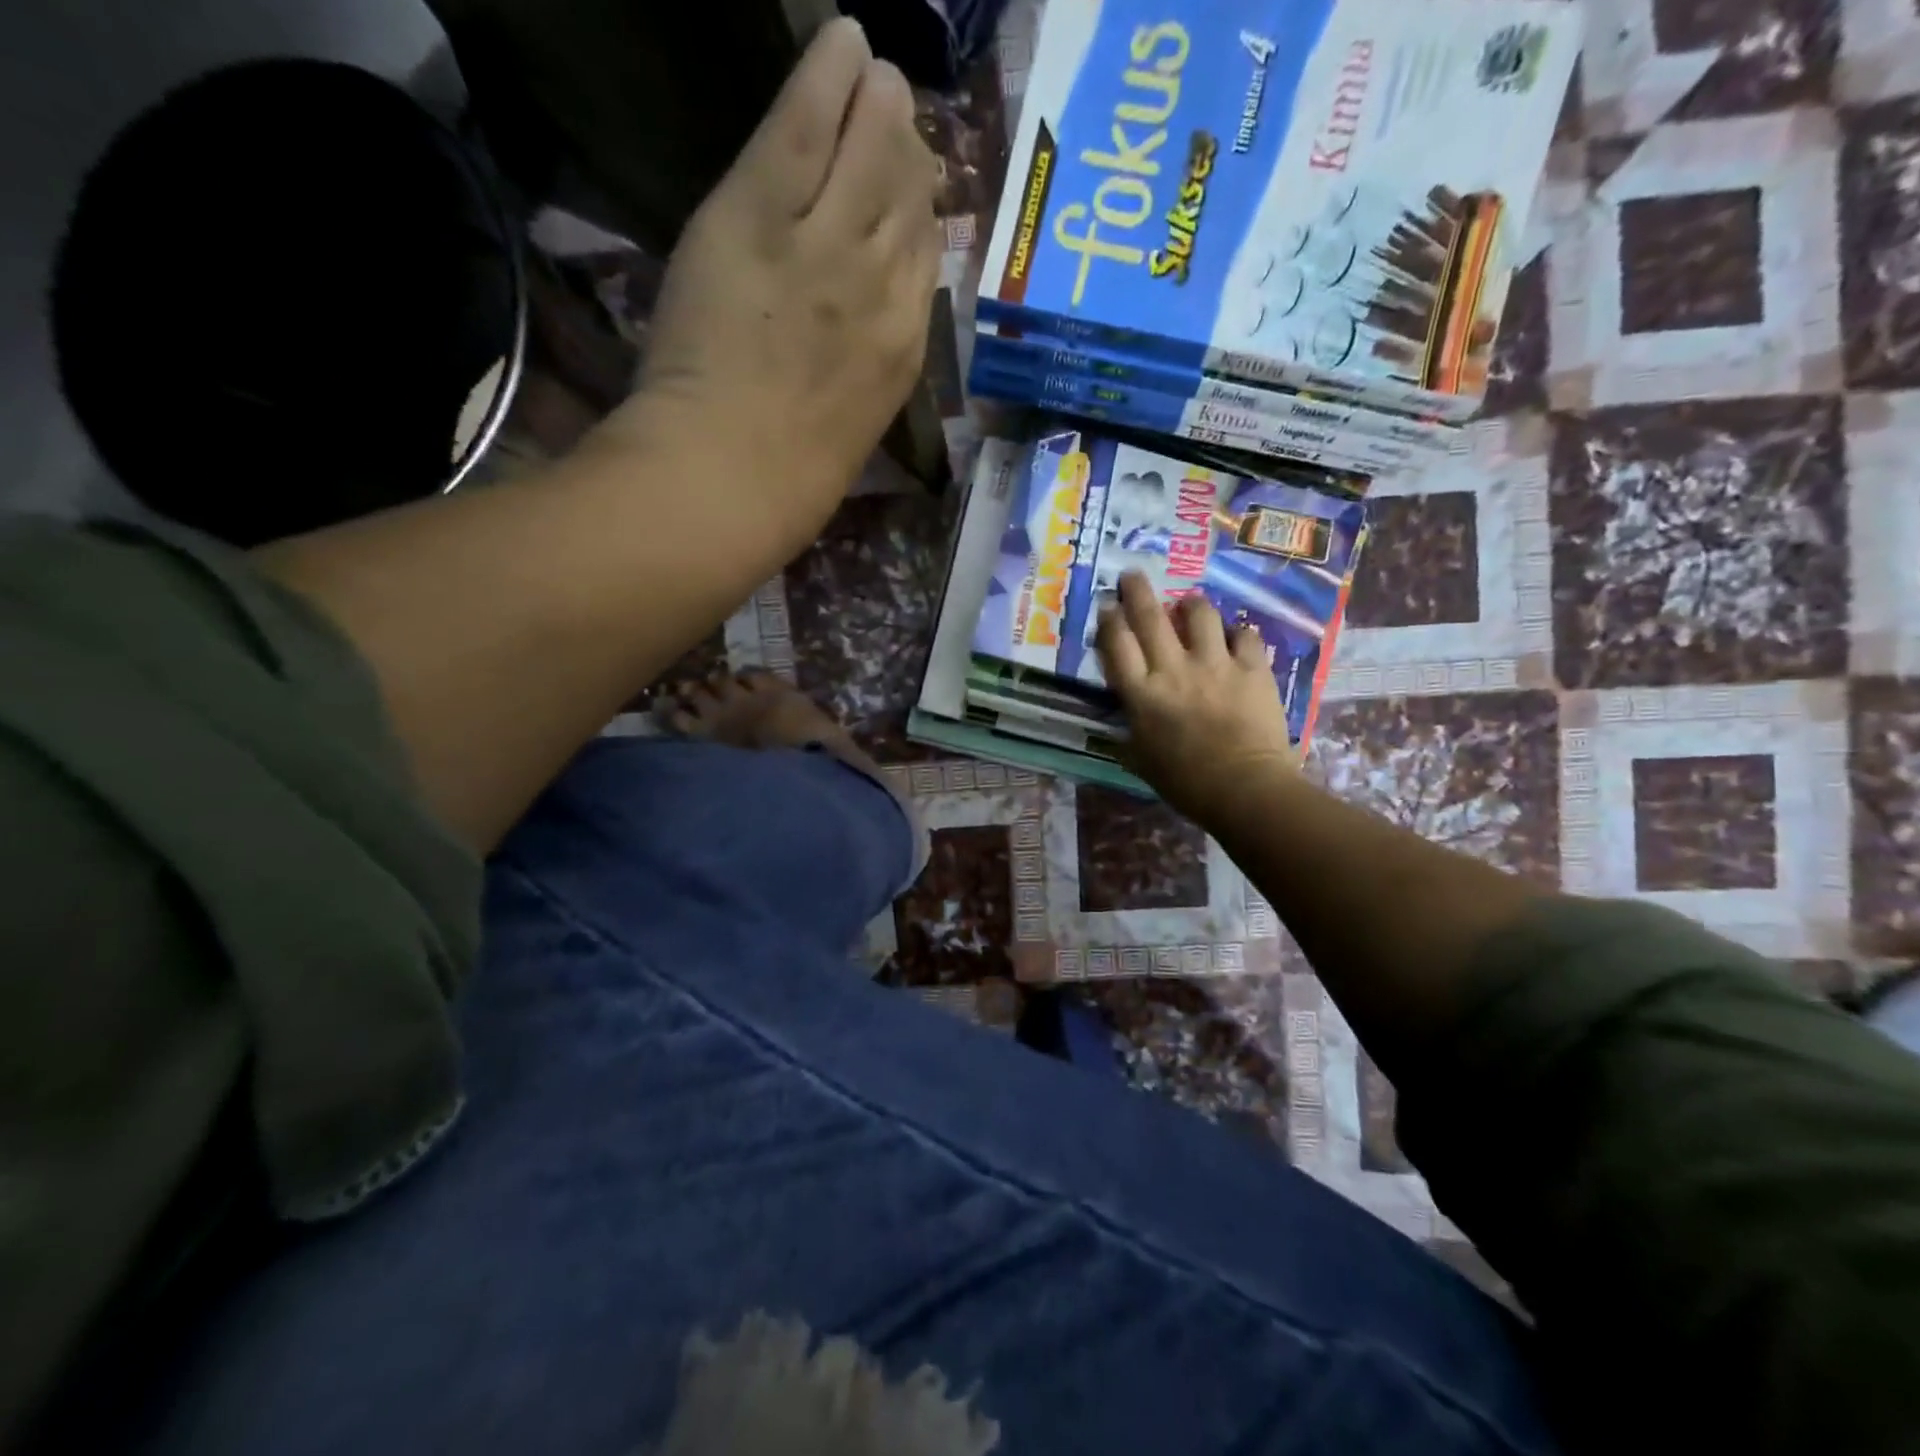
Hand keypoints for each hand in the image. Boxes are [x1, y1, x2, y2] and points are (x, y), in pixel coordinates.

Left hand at [632, 19, 940, 540]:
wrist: (730, 480)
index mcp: (904, 351)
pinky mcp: (762, 217)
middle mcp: (883, 288)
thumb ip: (869, 375)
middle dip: (905, 151)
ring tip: (872, 69)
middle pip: (910, 199)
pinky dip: (826, 76)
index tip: (911, 188)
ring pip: (870, 151)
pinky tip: (842, 38)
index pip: (927, 259)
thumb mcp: (853, 433)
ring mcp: (826, 247)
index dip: (921, 214)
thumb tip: (873, 340)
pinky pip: (806, 126)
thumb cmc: (790, 483)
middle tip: (894, 110)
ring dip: (875, 103)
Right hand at [1096, 571, 1299, 822]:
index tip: (1108, 607)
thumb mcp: (1141, 761)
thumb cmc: (1186, 783)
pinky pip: (1245, 635)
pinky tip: (1236, 639)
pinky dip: (1238, 634)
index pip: (1117, 645)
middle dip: (1137, 591)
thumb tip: (1125, 722)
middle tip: (1132, 575)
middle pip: (1150, 617)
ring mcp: (1215, 665)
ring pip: (1200, 614)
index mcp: (1142, 695)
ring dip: (1191, 605)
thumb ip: (1131, 733)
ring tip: (1189, 605)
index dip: (1110, 621)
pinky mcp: (1252, 668)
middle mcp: (1174, 670)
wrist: (1245, 788)